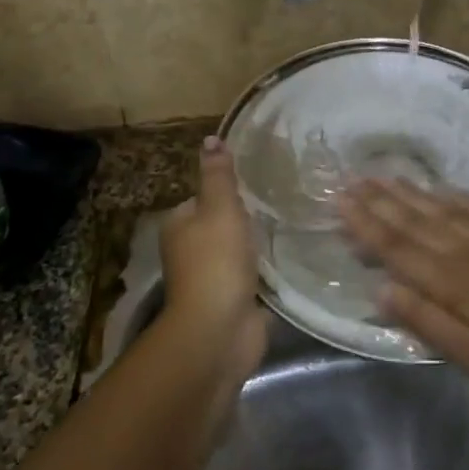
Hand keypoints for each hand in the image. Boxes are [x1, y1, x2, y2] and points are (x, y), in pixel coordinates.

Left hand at [160, 137, 267, 372]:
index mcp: (179, 226)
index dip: (227, 191)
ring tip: (289, 226)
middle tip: (280, 203)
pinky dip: (265, 269)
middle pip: (221, 225)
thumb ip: (218, 175)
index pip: (203, 198)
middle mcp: (189, 251)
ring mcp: (211, 279)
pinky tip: (288, 258)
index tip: (258, 183)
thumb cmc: (216, 262)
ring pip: (237, 251)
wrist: (219, 330)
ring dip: (257, 245)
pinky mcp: (232, 300)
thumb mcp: (219, 207)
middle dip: (245, 218)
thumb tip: (210, 139)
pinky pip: (251, 276)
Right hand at [341, 180, 468, 397]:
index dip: (366, 225)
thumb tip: (380, 290)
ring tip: (386, 176)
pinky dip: (459, 197)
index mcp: (451, 280)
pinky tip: (447, 189)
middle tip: (351, 179)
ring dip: (411, 194)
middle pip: (415, 222)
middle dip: (380, 201)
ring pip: (443, 210)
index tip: (340, 202)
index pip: (397, 248)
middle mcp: (466, 250)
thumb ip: (427, 321)